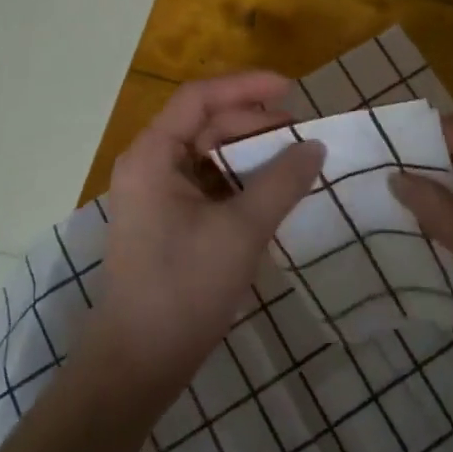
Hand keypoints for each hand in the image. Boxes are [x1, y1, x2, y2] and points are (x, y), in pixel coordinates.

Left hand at [82, 72, 325, 404]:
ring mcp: (156, 195)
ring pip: (208, 156)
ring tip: (293, 163)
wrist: (137, 364)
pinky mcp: (167, 222)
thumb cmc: (184, 288)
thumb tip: (315, 146)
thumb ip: (282, 182)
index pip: (200, 97)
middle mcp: (149, 166)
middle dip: (254, 124)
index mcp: (153, 155)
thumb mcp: (241, 230)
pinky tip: (271, 194)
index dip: (246, 86)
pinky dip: (239, 182)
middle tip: (301, 136)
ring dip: (250, 155)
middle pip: (205, 124)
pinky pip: (207, 185)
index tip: (292, 90)